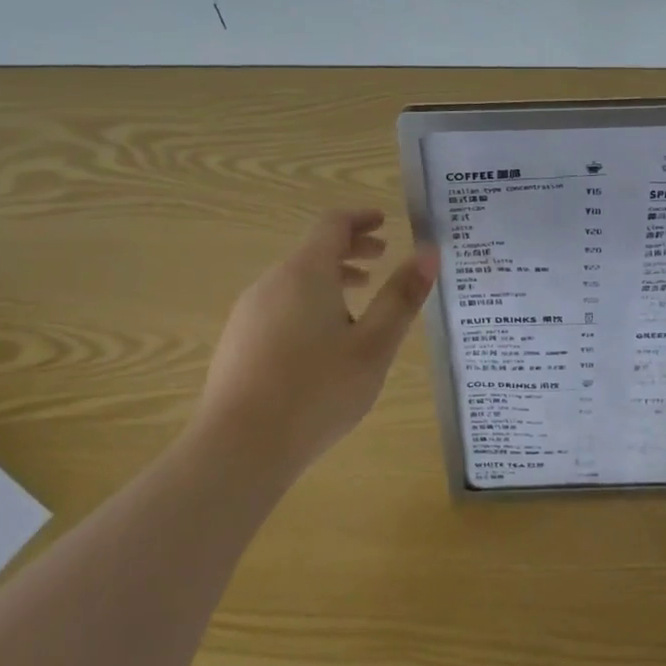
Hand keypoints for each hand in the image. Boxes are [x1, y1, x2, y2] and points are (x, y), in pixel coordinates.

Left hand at [192, 209, 437, 470]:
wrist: (239, 447)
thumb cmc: (318, 390)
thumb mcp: (373, 346)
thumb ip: (401, 297)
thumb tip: (428, 253)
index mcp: (306, 273)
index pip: (333, 224)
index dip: (361, 218)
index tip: (385, 222)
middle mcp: (272, 282)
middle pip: (313, 251)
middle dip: (350, 249)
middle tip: (382, 258)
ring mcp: (249, 312)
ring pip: (295, 280)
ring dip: (330, 279)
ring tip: (359, 302)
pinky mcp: (238, 341)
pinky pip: (280, 305)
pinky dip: (308, 303)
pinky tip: (322, 342)